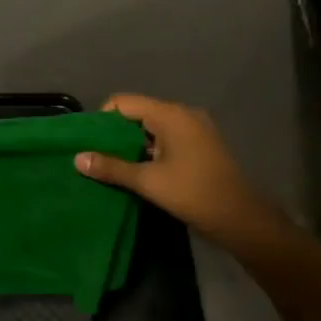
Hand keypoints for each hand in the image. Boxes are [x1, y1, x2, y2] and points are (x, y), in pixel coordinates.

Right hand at [74, 94, 285, 248]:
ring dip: (133, 143)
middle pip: (137, 112)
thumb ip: (111, 167)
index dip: (102, 119)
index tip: (89, 143)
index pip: (123, 102)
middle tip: (97, 156)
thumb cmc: (193, 194)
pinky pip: (167, 137)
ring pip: (152, 126)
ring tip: (114, 166)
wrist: (242, 219)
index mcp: (169, 114)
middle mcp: (183, 113)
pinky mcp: (201, 144)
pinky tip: (141, 170)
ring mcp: (195, 128)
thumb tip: (77, 158)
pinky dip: (151, 149)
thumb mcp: (148, 182)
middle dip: (116, 133)